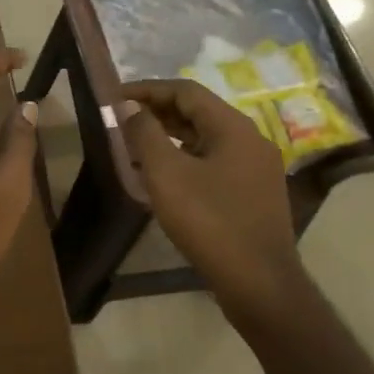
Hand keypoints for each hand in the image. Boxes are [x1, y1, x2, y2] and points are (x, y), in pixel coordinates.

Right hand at [120, 80, 305, 320]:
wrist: (259, 283)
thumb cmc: (209, 221)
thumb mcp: (166, 174)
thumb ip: (144, 133)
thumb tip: (130, 106)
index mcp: (233, 127)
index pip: (186, 91)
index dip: (147, 89)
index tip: (114, 97)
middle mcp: (250, 140)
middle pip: (198, 112)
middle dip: (157, 112)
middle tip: (121, 120)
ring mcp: (256, 168)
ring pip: (206, 138)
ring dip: (169, 136)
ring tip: (134, 148)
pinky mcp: (254, 193)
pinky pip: (214, 162)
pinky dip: (185, 159)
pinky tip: (163, 178)